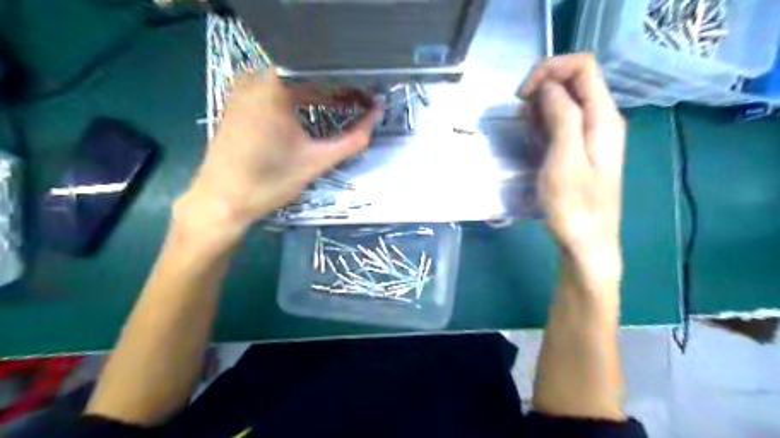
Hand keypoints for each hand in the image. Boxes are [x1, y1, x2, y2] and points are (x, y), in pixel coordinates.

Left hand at [180, 71, 381, 236]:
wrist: (222, 201)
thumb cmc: (270, 181)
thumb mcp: (317, 160)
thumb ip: (352, 139)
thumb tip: (377, 117)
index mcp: (274, 86)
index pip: (322, 73)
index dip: (350, 83)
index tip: (368, 96)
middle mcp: (255, 79)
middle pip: (306, 76)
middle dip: (336, 88)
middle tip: (360, 101)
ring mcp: (243, 89)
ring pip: (291, 83)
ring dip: (318, 94)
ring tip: (343, 105)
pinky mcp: (238, 103)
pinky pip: (275, 91)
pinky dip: (297, 99)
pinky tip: (313, 112)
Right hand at [520, 53, 625, 260]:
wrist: (587, 244)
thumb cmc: (574, 207)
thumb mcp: (564, 160)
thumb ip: (562, 117)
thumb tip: (548, 87)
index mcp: (603, 118)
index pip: (582, 66)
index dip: (550, 69)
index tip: (522, 95)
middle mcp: (602, 120)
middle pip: (573, 81)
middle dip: (541, 89)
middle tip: (520, 118)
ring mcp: (592, 136)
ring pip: (565, 102)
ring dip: (539, 108)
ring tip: (524, 134)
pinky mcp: (581, 150)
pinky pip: (562, 123)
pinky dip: (542, 124)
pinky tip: (532, 143)